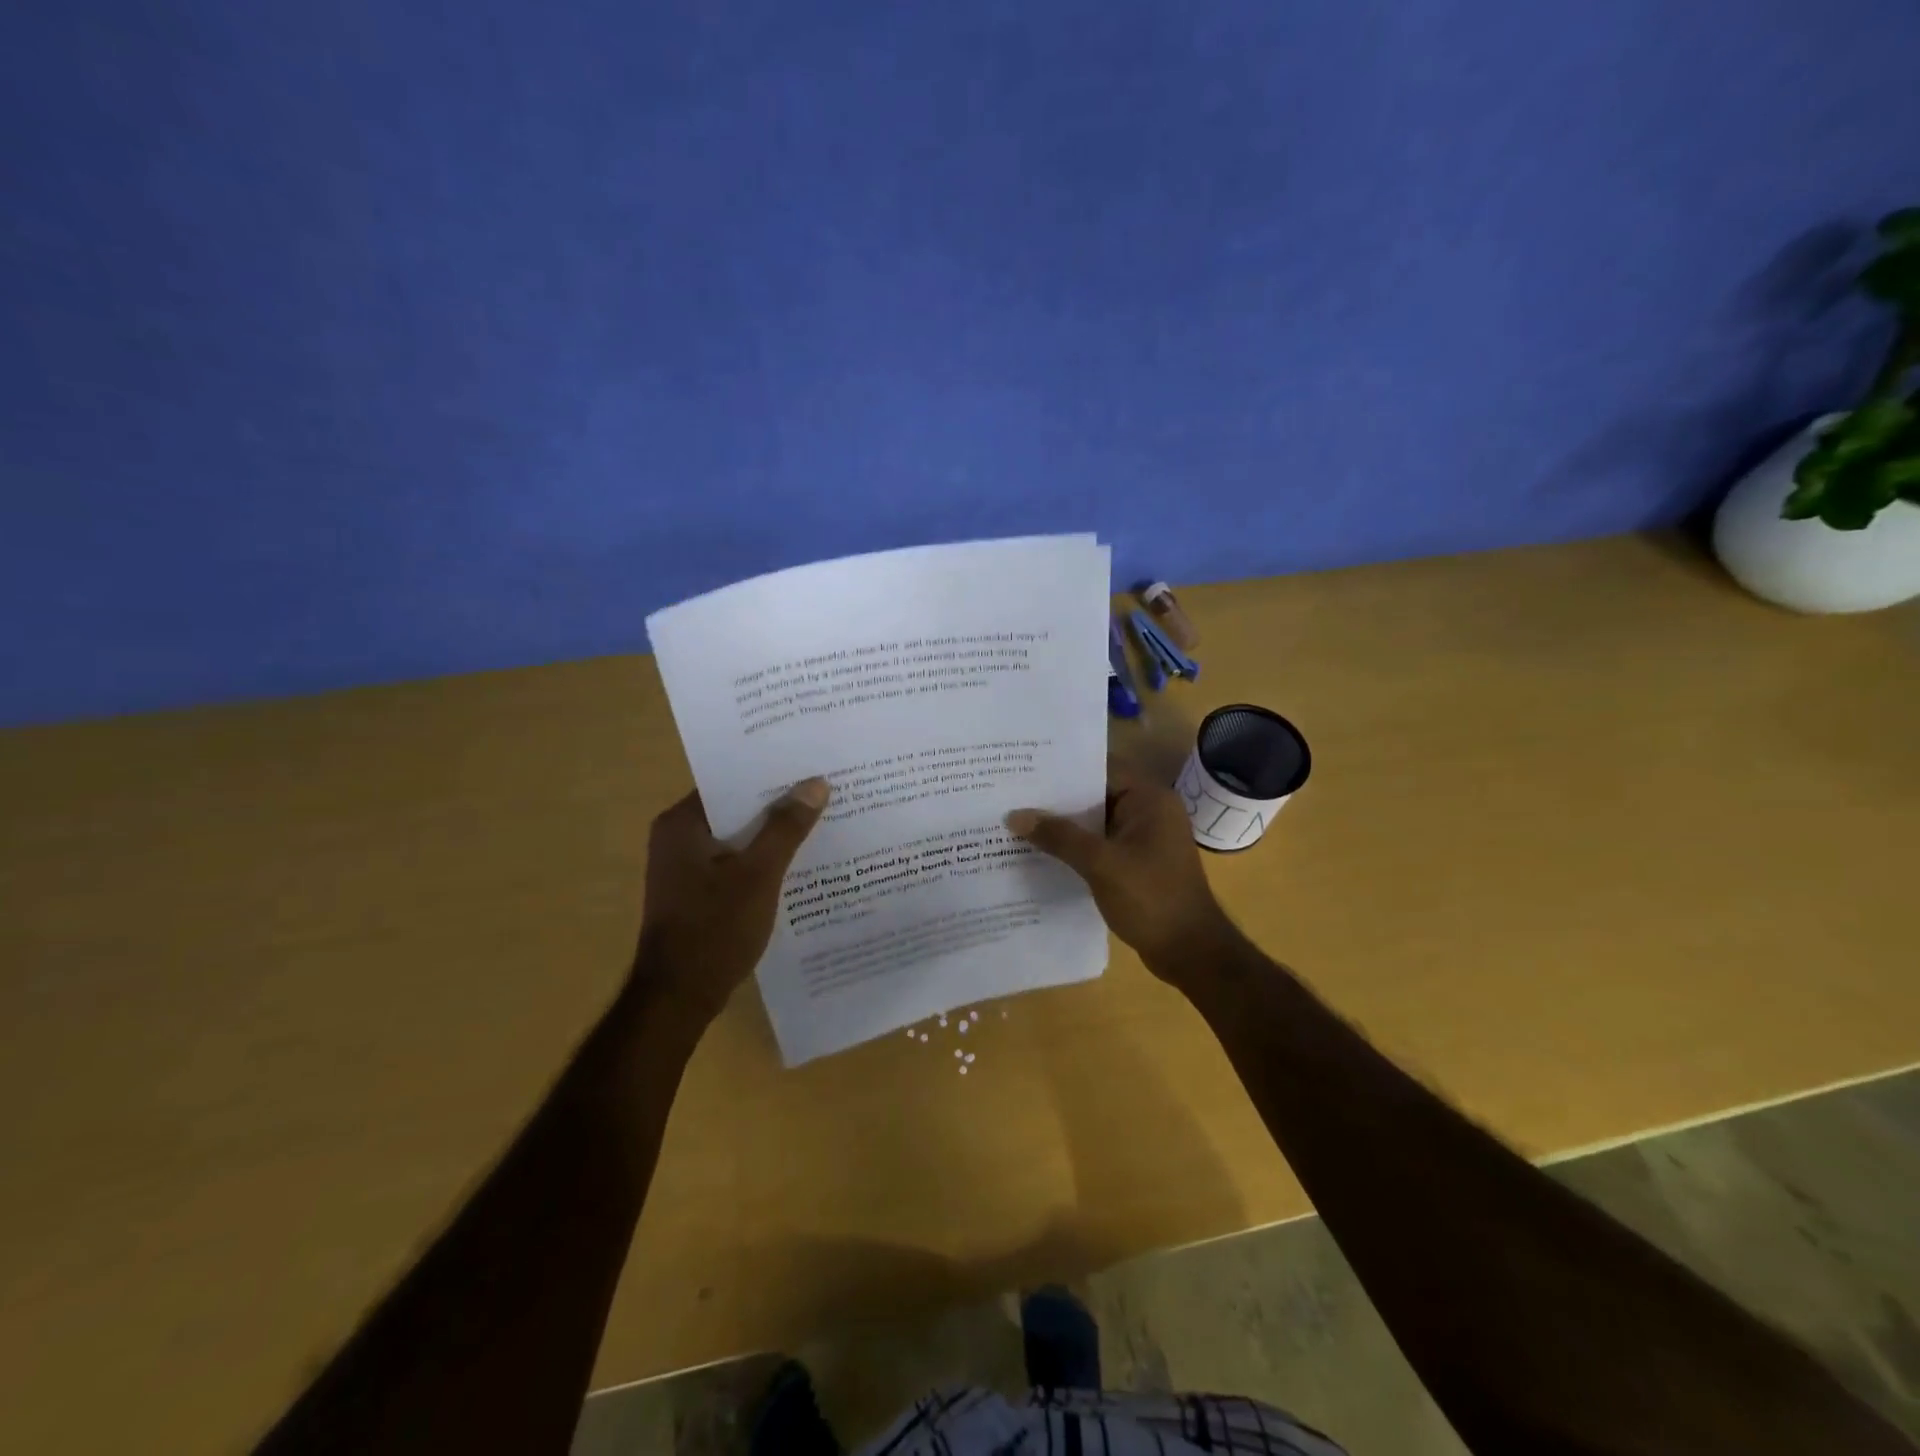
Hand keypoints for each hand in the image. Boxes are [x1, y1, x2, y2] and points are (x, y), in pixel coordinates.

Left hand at [632, 778, 829, 1024]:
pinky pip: (736, 863)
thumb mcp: (758, 874)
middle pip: (737, 809)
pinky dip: (763, 861)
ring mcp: (686, 869)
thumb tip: (815, 783)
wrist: (679, 999)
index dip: (770, 774)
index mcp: (681, 824)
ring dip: (774, 834)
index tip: (810, 765)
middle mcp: (678, 838)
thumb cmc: (714, 929)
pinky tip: (800, 863)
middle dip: (779, 804)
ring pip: (739, 838)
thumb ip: (786, 827)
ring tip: (823, 821)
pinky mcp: (698, 893)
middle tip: (826, 791)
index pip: (730, 782)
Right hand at [1007, 760, 1236, 983]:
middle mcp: (1148, 811)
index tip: (1025, 766)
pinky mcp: (1135, 862)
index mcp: (1149, 799)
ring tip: (1017, 818)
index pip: (1101, 768)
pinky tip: (1041, 850)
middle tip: (1012, 792)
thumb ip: (1059, 837)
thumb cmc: (1151, 898)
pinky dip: (1075, 845)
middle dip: (1057, 797)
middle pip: (1096, 793)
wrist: (1190, 952)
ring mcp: (1143, 838)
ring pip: (1095, 821)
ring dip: (1064, 824)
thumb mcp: (1101, 864)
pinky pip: (1100, 843)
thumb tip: (1014, 815)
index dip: (1063, 767)